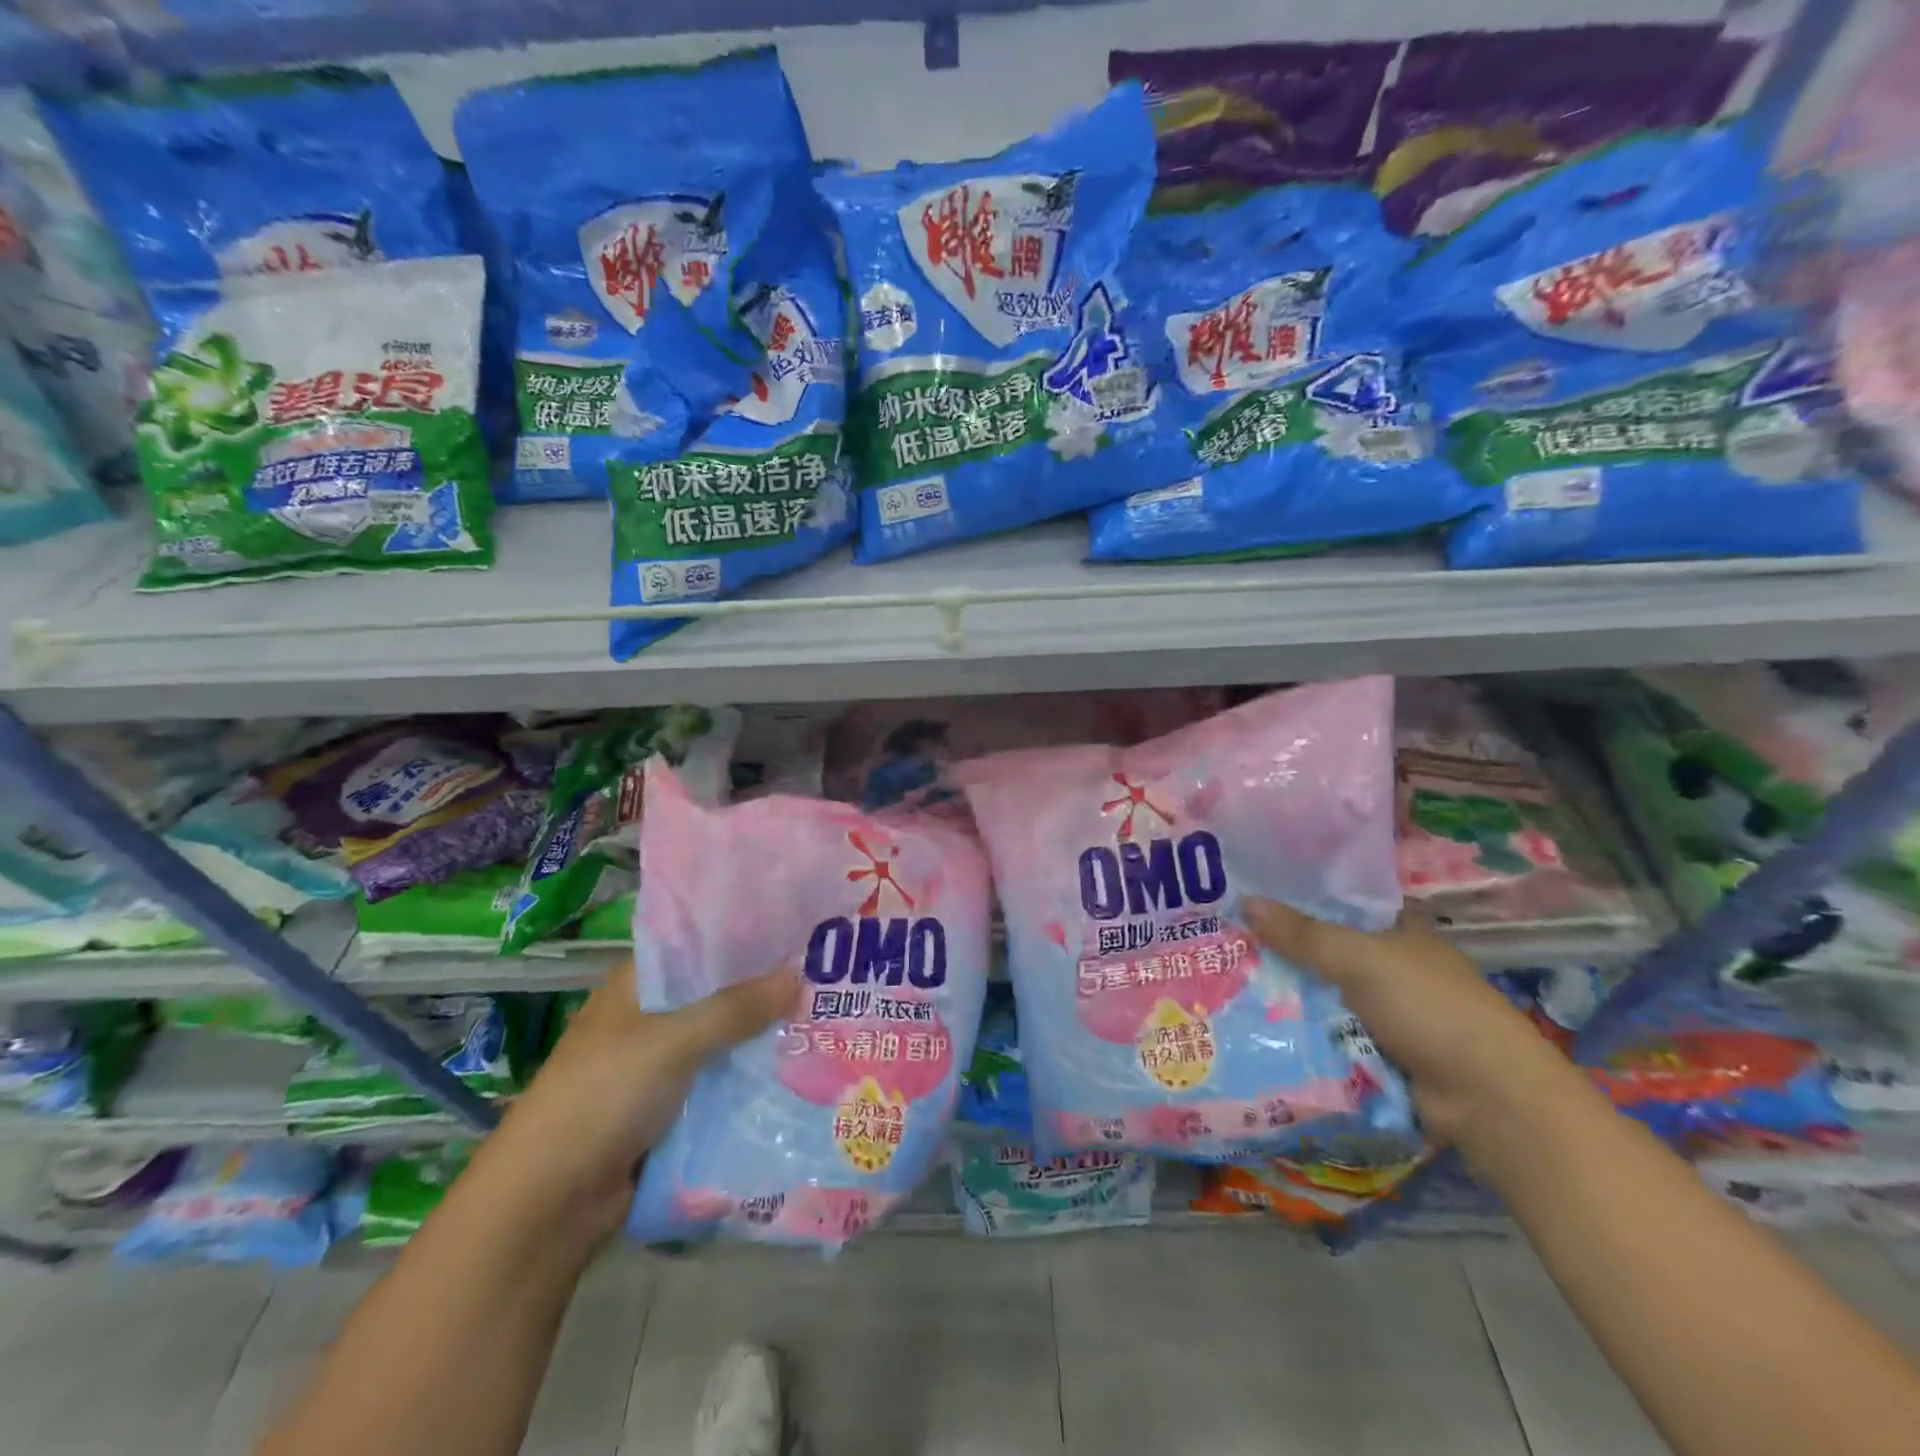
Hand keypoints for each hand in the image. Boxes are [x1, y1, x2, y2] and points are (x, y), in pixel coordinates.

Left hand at [488, 961, 800, 1245]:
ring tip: (827, 1019)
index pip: (700, 944)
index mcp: (638, 984)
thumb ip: (735, 1008)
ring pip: (723, 1039)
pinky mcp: (670, 1106)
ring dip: (762, 1035)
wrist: (547, 1204)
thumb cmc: (602, 1097)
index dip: (747, 937)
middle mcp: (650, 1015)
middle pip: (718, 992)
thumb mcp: (671, 1043)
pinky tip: (797, 1069)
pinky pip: (720, 1080)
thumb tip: (799, 975)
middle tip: (829, 978)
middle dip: (766, 989)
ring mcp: (660, 1063)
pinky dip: (751, 1075)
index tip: (801, 932)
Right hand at [1242, 897, 1577, 1144]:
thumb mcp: (1361, 960)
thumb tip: (1245, 901)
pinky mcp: (1381, 1053)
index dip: (1303, 898)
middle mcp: (1395, 968)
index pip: (1345, 904)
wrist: (1487, 1099)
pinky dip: (1303, 1034)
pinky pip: (1330, 1035)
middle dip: (1284, 951)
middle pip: (1327, 951)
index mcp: (1401, 932)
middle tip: (1224, 942)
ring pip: (1324, 995)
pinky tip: (1258, 1025)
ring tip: (1227, 984)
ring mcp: (1389, 1014)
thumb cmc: (1430, 1009)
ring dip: (1289, 996)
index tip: (1253, 897)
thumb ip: (1303, 935)